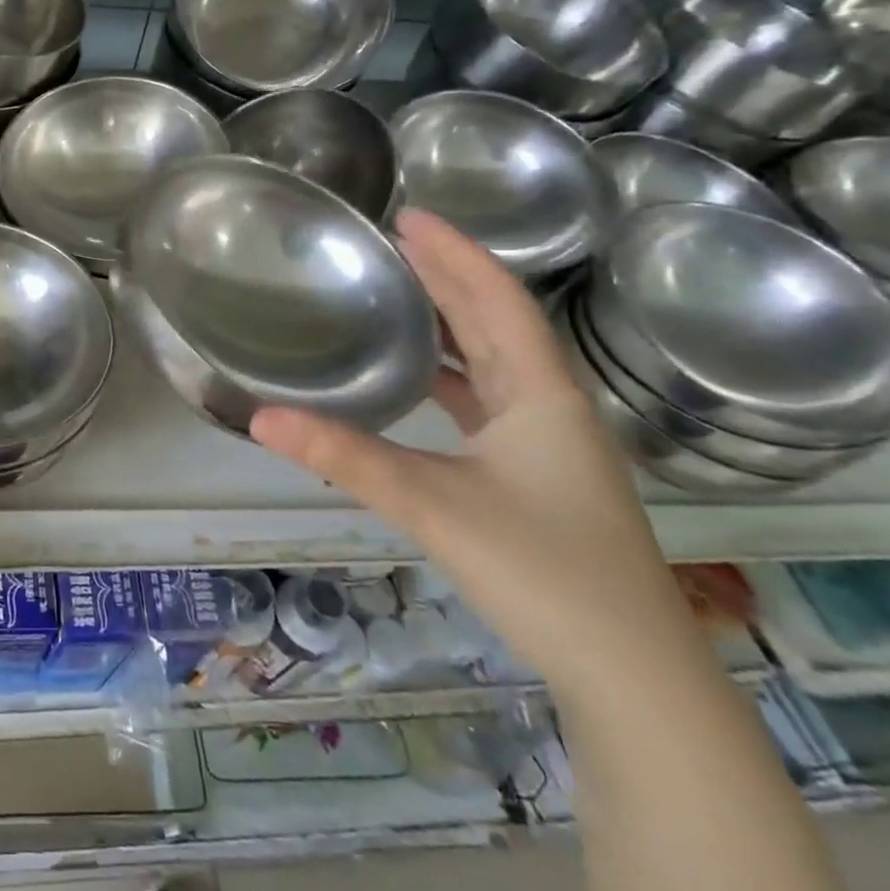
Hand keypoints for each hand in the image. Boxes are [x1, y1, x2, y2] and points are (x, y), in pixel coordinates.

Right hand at [249, 209, 698, 693]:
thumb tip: (260, 417)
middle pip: (498, 323)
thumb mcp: (432, 504)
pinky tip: (417, 380)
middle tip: (397, 239)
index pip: (498, 301)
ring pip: (494, 363)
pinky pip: (486, 402)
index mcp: (542, 395)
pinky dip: (451, 375)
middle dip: (450, 276)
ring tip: (401, 292)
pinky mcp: (533, 476)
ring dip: (452, 323)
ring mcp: (546, 445)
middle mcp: (550, 407)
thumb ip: (344, 457)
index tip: (410, 215)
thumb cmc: (542, 571)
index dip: (457, 253)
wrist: (630, 675)